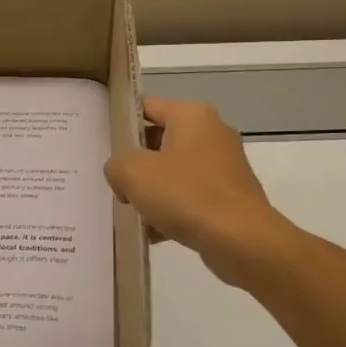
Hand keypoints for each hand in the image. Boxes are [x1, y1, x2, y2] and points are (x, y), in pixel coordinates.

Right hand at [104, 97, 298, 285]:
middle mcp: (212, 132)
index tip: (103, 146)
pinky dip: (173, 209)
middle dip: (136, 164)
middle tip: (115, 183)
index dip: (122, 124)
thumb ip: (116, 165)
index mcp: (192, 115)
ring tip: (133, 212)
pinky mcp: (230, 194)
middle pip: (159, 141)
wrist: (241, 239)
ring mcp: (224, 165)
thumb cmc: (186, 194)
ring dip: (153, 190)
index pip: (146, 107)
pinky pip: (191, 195)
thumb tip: (123, 176)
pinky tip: (154, 232)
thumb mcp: (133, 173)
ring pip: (174, 171)